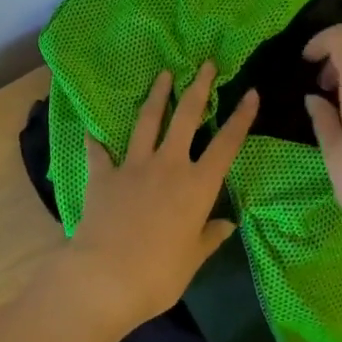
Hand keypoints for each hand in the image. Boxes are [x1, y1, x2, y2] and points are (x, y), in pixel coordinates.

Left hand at [54, 63, 258, 335]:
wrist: (105, 277)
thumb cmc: (158, 275)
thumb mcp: (192, 260)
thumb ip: (209, 237)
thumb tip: (227, 223)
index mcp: (197, 187)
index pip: (226, 145)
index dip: (241, 118)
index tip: (250, 93)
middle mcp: (168, 166)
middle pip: (186, 118)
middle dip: (198, 88)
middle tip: (205, 64)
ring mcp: (133, 166)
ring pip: (147, 122)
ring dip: (156, 96)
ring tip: (163, 75)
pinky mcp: (103, 175)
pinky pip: (99, 152)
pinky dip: (96, 140)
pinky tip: (91, 129)